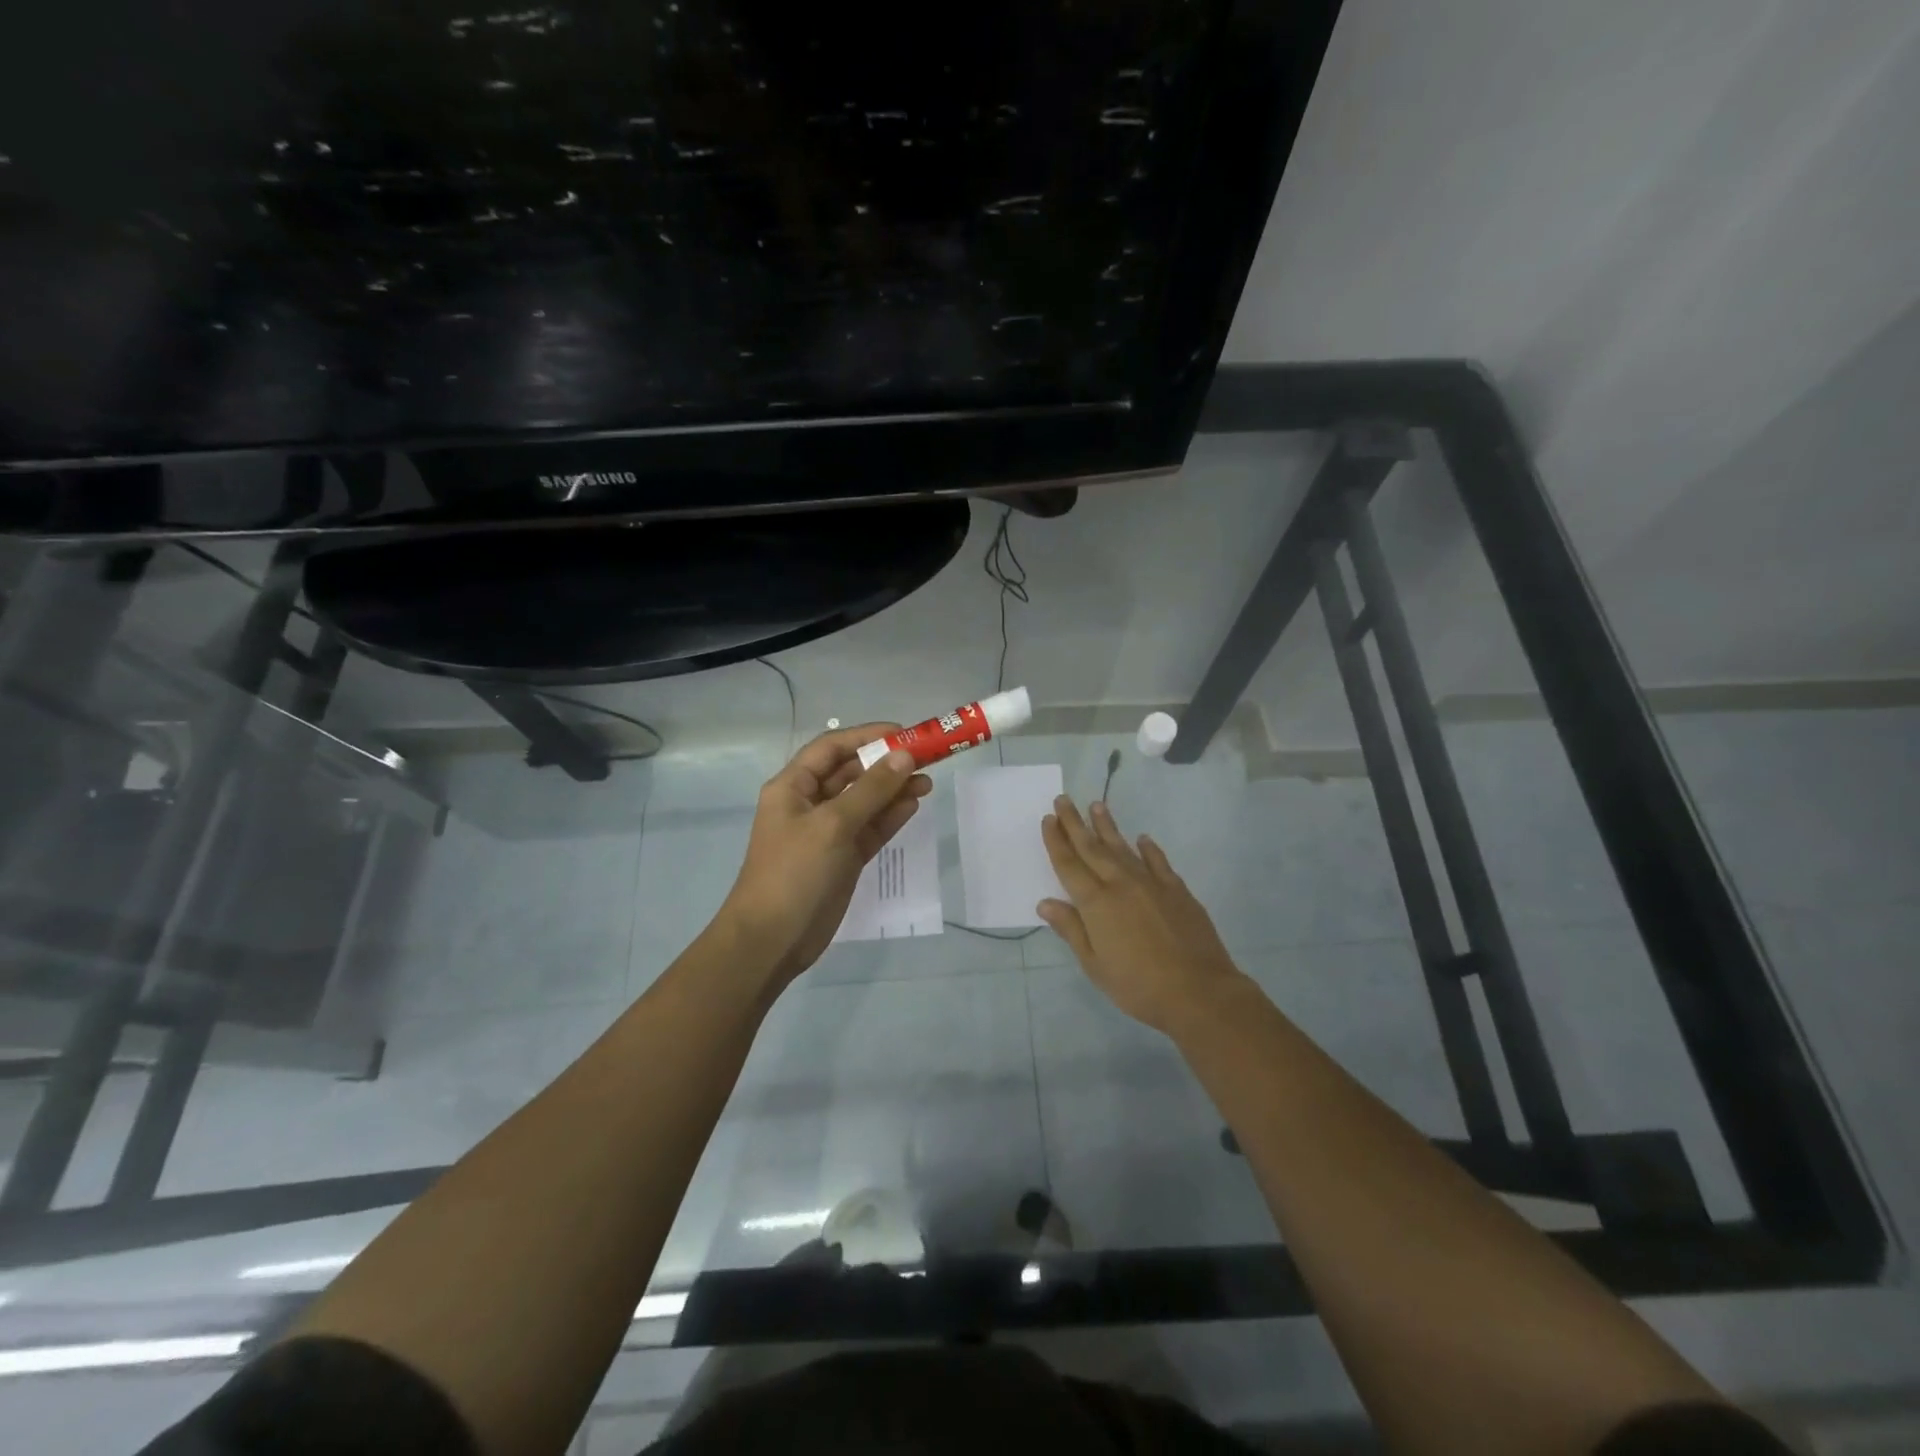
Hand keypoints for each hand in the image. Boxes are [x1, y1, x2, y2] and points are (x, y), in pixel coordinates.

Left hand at [717, 724, 931, 987]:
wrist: (772, 940)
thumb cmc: (794, 872)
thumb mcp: (833, 825)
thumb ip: (871, 790)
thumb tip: (905, 756)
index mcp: (793, 787)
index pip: (832, 748)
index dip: (867, 736)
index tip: (904, 734)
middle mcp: (809, 804)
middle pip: (851, 772)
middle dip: (886, 764)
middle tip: (925, 759)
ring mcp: (827, 832)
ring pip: (865, 801)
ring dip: (893, 790)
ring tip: (927, 783)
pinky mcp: (842, 858)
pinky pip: (870, 828)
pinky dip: (890, 817)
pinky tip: (913, 805)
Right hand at [1038, 796, 1250, 1035]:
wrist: (1199, 992)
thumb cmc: (1138, 985)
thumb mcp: (1094, 964)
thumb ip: (1071, 929)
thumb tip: (1045, 903)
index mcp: (1096, 902)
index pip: (1069, 864)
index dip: (1057, 841)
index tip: (1048, 818)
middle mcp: (1121, 884)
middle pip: (1092, 848)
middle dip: (1075, 823)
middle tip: (1064, 799)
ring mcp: (1151, 883)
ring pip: (1123, 847)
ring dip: (1107, 826)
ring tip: (1096, 805)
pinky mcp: (1177, 890)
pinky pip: (1158, 862)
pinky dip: (1148, 849)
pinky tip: (1143, 839)